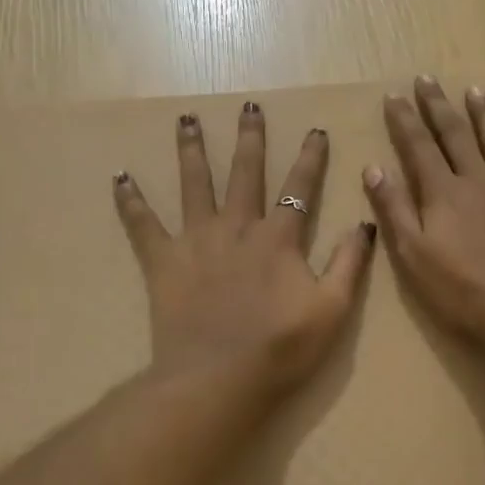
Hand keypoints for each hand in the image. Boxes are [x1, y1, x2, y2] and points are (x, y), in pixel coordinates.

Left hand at [114, 103, 375, 400]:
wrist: (218, 378)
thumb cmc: (281, 348)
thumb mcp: (332, 309)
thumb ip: (349, 263)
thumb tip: (364, 222)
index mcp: (278, 238)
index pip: (299, 188)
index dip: (310, 158)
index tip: (315, 130)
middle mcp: (236, 227)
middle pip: (244, 172)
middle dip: (249, 138)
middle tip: (248, 105)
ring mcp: (196, 241)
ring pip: (194, 184)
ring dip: (191, 149)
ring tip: (186, 119)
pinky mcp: (163, 262)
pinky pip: (142, 226)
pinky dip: (130, 202)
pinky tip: (119, 178)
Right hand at [364, 77, 484, 346]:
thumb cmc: (460, 291)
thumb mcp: (413, 255)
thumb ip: (394, 209)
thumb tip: (374, 167)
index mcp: (443, 193)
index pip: (419, 146)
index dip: (405, 120)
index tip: (395, 95)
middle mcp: (479, 180)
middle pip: (456, 134)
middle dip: (439, 105)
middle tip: (428, 79)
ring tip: (475, 91)